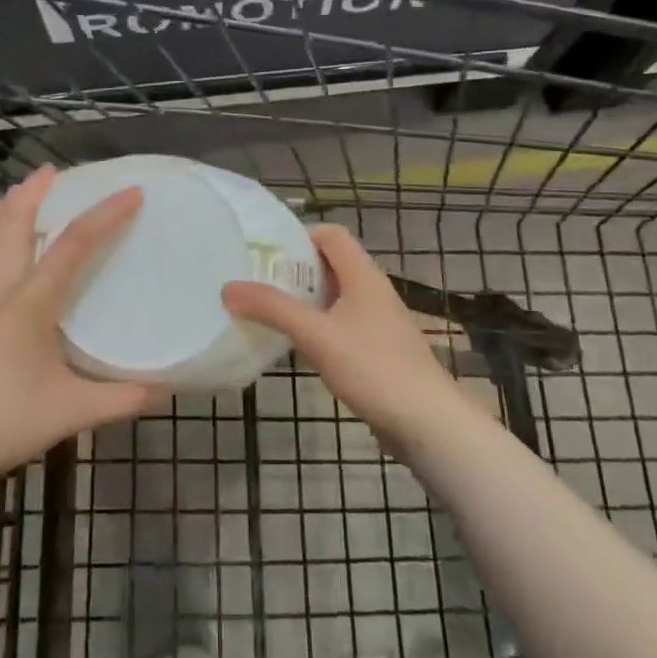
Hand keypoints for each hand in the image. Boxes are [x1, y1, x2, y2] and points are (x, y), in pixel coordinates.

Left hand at [0, 166, 159, 492]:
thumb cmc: (0, 424)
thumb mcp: (70, 413)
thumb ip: (122, 399)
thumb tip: (167, 387)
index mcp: (28, 303)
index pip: (72, 244)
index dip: (105, 215)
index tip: (132, 192)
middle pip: (13, 224)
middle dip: (35, 192)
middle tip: (54, 170)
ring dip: (7, 209)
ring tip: (20, 190)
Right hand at [222, 223, 475, 453]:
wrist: (428, 422)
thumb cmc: (373, 367)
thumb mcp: (316, 334)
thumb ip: (272, 309)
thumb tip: (228, 287)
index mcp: (363, 275)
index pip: (331, 235)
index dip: (300, 237)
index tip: (266, 254)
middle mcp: (373, 291)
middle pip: (331, 265)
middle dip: (295, 271)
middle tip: (257, 284)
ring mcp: (379, 322)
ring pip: (336, 298)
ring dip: (305, 302)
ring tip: (269, 313)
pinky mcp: (380, 351)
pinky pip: (343, 326)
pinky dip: (319, 328)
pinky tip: (298, 347)